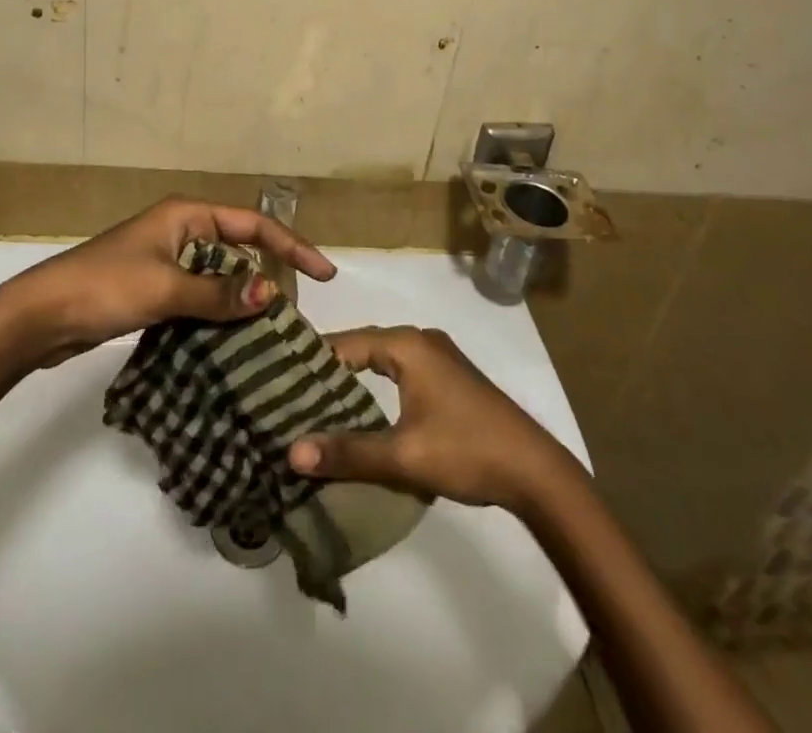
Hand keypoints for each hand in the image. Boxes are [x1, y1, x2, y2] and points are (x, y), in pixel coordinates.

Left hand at [0, 198, 334, 368]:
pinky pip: (198, 296)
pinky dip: (216, 314)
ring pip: (218, 276)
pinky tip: (232, 340)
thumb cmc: (105, 287)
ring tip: (272, 332)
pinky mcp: (153, 289)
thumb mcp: (166, 288)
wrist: (40, 315)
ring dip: (241, 299)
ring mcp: (166, 260)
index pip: (252, 225)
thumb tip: (270, 293)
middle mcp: (181, 231)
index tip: (324, 274)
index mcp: (187, 215)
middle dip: (267, 275)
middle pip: (238, 249)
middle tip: (295, 313)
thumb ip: (218, 292)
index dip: (291, 246)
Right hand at [287, 326, 580, 511]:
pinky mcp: (448, 378)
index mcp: (407, 344)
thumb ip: (348, 452)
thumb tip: (291, 452)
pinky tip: (360, 412)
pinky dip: (375, 387)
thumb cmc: (467, 451)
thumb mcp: (403, 456)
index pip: (344, 343)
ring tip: (315, 406)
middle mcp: (420, 339)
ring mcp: (437, 357)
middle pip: (361, 348)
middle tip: (289, 397)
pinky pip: (399, 372)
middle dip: (328, 372)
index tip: (276, 381)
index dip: (310, 361)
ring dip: (352, 381)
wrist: (535, 470)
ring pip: (381, 361)